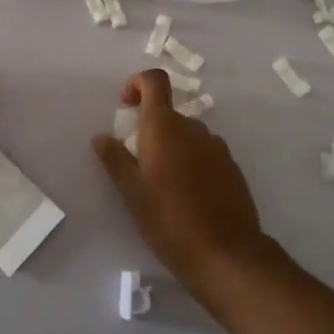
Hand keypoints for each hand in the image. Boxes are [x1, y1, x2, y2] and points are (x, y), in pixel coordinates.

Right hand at [91, 70, 277, 287]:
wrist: (225, 253)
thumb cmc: (168, 220)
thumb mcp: (132, 192)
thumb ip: (115, 160)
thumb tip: (101, 137)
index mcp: (165, 127)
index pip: (154, 80)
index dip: (137, 83)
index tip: (126, 106)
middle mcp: (193, 128)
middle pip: (169, 113)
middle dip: (151, 129)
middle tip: (138, 164)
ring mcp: (217, 147)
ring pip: (188, 135)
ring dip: (172, 148)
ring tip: (163, 186)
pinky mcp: (232, 168)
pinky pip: (205, 154)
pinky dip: (192, 163)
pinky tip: (187, 197)